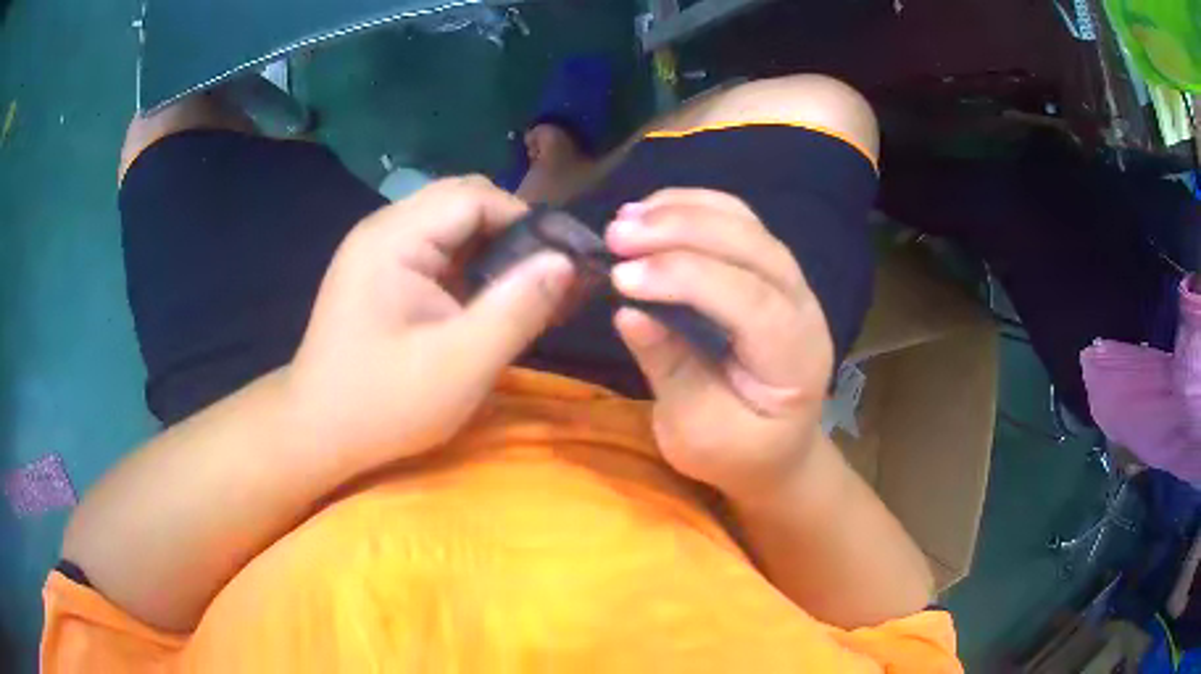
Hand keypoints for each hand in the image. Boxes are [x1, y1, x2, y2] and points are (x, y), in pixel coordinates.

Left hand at [286, 176, 575, 465]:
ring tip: (526, 289)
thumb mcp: (461, 365)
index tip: (564, 264)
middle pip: (463, 200)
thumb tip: (567, 262)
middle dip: (512, 231)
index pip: (476, 197)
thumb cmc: (383, 404)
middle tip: (547, 278)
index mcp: (394, 238)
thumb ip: (517, 309)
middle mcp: (384, 229)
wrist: (317, 433)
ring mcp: (379, 249)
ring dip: (493, 248)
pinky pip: (437, 248)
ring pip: (452, 223)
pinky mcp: (381, 272)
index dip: (527, 222)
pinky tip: (489, 299)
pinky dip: (470, 265)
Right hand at [606, 189, 832, 500]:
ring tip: (625, 218)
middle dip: (683, 231)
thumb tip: (628, 312)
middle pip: (754, 247)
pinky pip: (738, 220)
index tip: (622, 277)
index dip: (687, 279)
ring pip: (747, 224)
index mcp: (796, 360)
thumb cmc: (737, 452)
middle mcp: (803, 309)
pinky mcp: (768, 268)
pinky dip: (693, 206)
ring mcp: (791, 281)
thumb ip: (672, 372)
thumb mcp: (698, 434)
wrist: (775, 449)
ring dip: (684, 211)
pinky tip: (650, 211)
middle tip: (615, 234)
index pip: (751, 302)